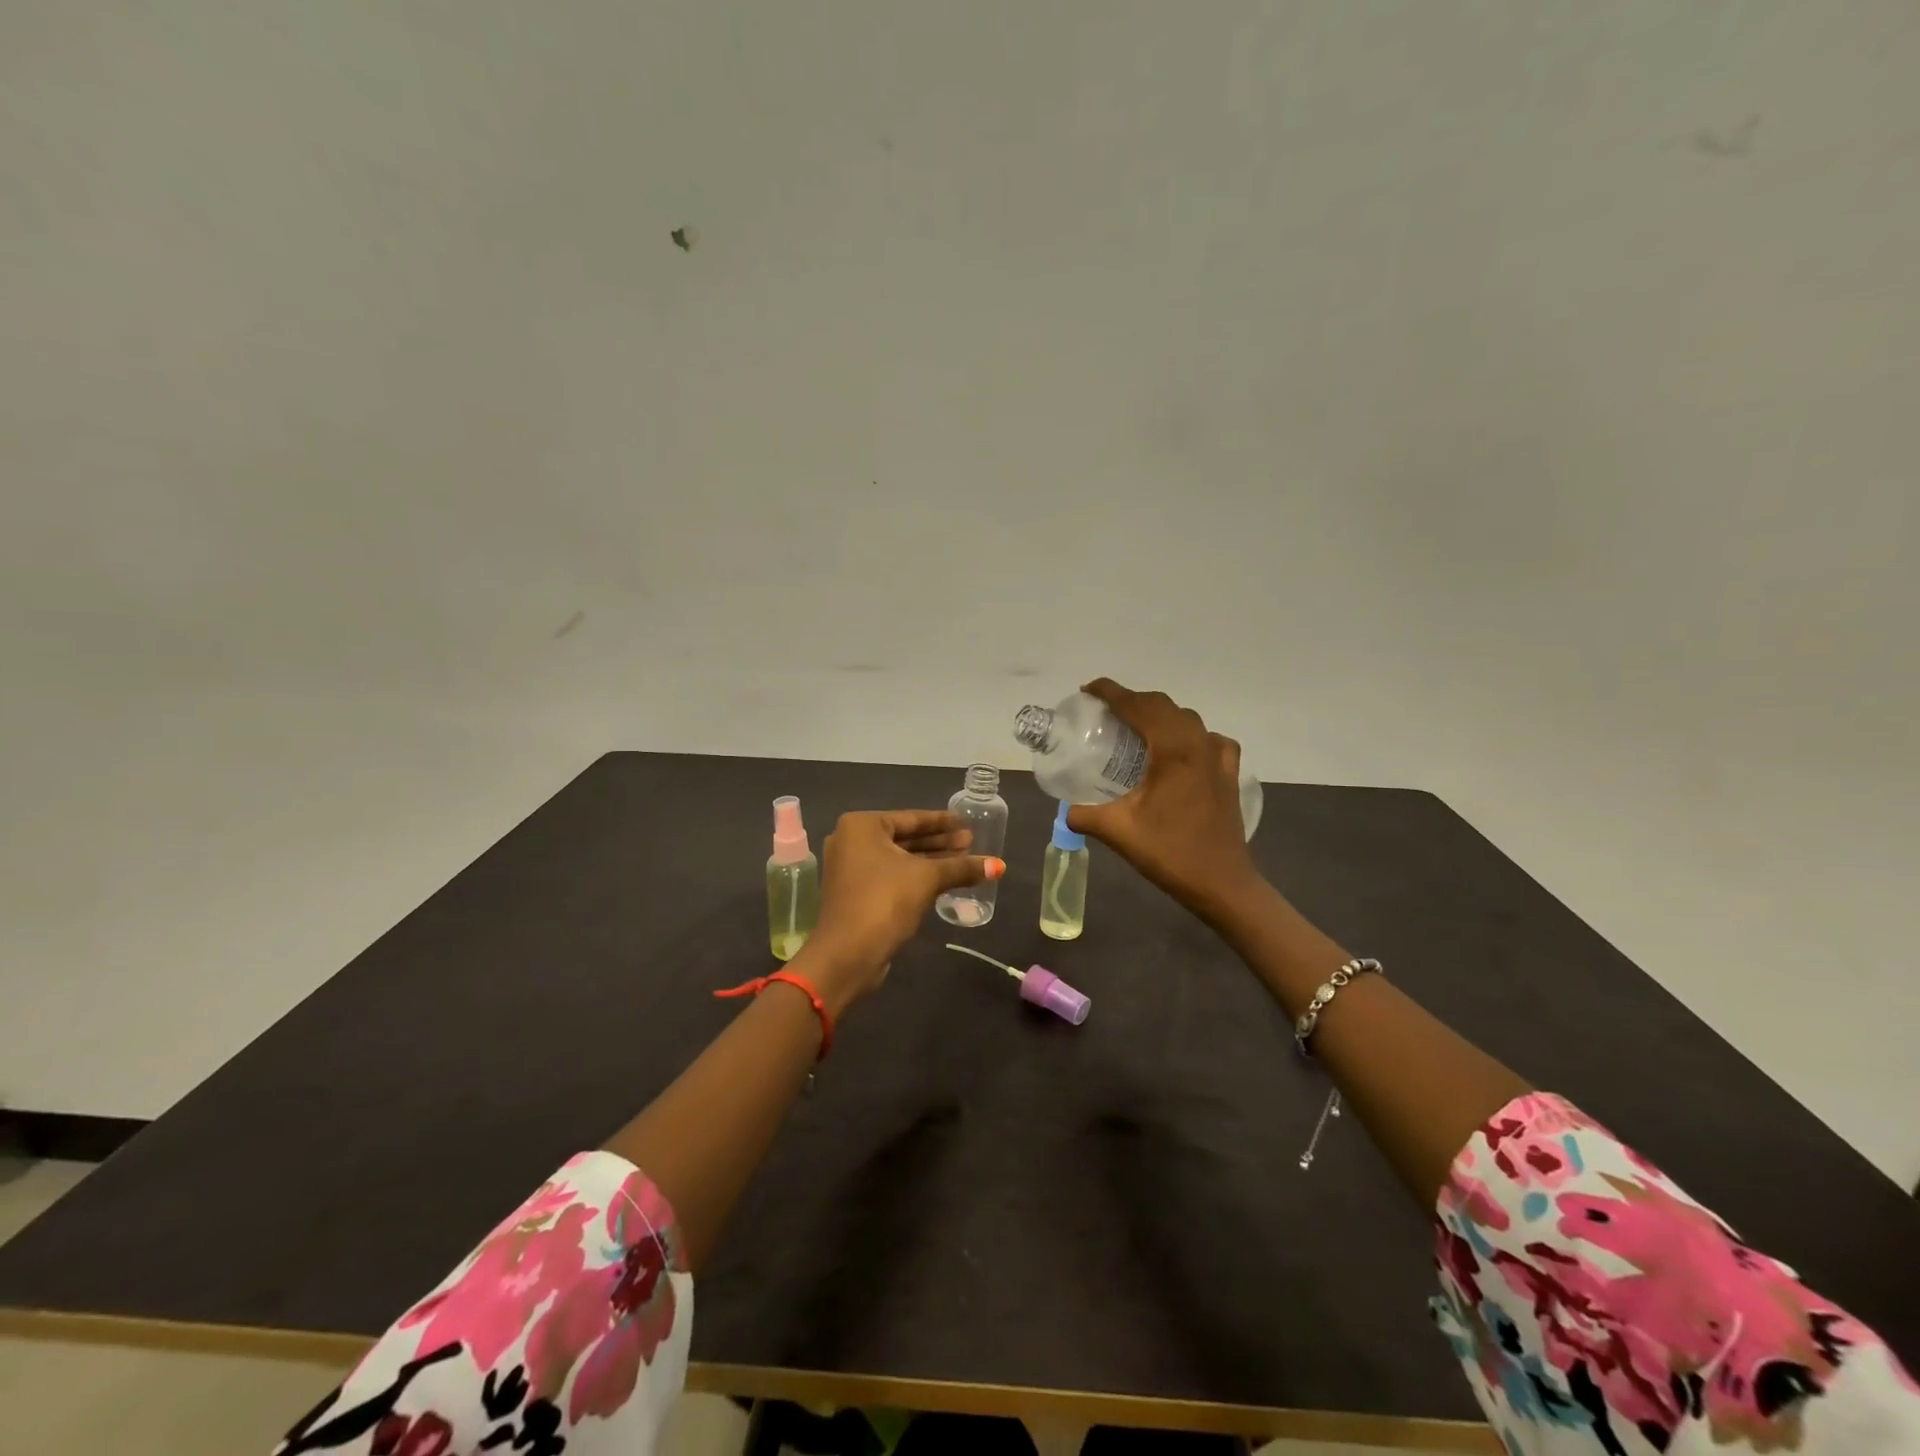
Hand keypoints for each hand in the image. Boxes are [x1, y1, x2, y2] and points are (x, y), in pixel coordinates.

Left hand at [794, 810, 1004, 1013]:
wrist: (848, 955)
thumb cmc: (884, 901)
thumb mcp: (927, 879)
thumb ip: (961, 868)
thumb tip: (999, 865)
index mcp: (862, 826)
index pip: (911, 818)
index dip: (942, 822)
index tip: (967, 823)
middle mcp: (851, 841)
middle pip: (905, 838)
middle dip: (939, 843)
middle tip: (971, 843)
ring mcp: (850, 868)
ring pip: (899, 859)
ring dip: (930, 861)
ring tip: (965, 860)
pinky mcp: (855, 893)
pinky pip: (892, 876)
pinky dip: (915, 877)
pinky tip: (944, 880)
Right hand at [1065, 679, 1263, 924]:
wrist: (1222, 883)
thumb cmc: (1170, 853)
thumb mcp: (1118, 831)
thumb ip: (1084, 815)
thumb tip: (1064, 810)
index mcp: (1173, 750)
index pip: (1138, 706)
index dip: (1112, 693)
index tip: (1088, 689)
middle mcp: (1198, 744)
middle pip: (1163, 706)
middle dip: (1133, 701)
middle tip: (1105, 711)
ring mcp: (1218, 758)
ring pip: (1187, 719)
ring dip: (1160, 715)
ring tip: (1136, 727)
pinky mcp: (1229, 774)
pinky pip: (1209, 739)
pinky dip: (1190, 735)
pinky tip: (1180, 751)